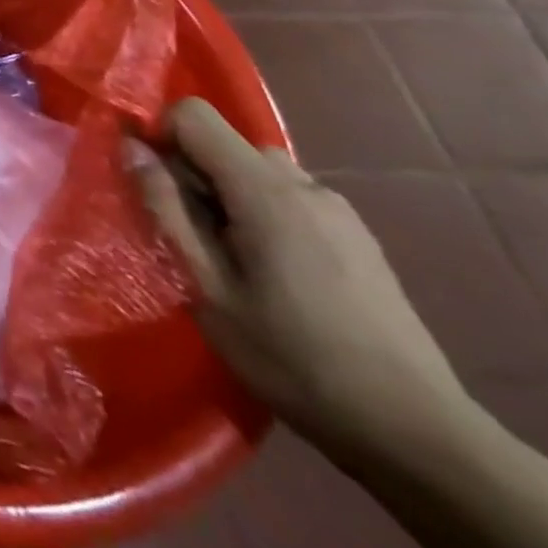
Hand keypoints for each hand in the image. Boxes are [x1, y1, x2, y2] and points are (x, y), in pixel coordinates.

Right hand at [136, 97, 469, 455]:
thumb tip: (132, 147)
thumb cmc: (291, 357)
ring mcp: (338, 211)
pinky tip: (274, 275)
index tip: (152, 186)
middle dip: (194, 175)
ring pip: (257, 171)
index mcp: (265, 191)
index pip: (194, 115)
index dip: (160, 136)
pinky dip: (262, 214)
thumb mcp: (205, 286)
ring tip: (231, 260)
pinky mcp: (357, 236)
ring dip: (228, 196)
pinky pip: (289, 198)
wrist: (415, 433)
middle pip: (225, 143)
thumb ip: (164, 207)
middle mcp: (304, 185)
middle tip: (191, 238)